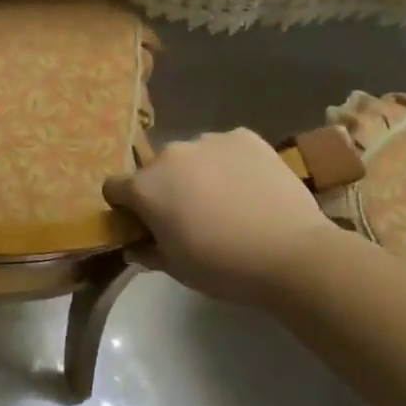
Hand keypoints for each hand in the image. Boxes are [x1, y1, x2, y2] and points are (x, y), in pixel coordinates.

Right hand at [104, 130, 339, 302]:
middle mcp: (169, 154)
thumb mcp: (176, 269)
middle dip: (166, 188)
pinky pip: (226, 147)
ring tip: (227, 201)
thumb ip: (147, 252)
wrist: (291, 254)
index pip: (114, 188)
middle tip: (191, 216)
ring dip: (198, 173)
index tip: (144, 224)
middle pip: (156, 170)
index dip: (126, 207)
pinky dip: (231, 162)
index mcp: (144, 187)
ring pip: (192, 156)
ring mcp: (208, 140)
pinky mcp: (243, 136)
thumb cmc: (223, 266)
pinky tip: (250, 187)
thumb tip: (135, 247)